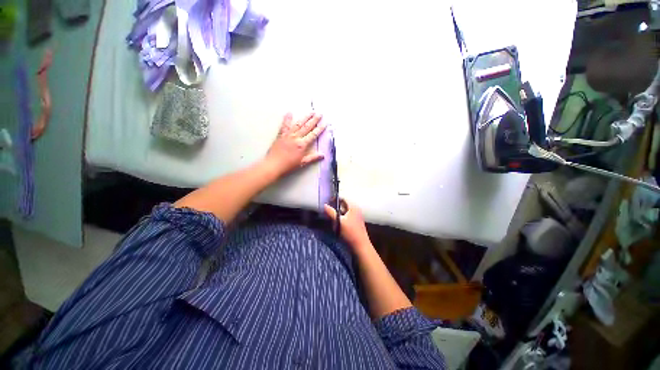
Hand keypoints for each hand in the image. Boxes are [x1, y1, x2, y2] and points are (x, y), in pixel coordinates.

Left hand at [265, 113, 325, 176]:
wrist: (274, 165)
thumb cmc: (289, 165)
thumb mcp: (302, 163)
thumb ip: (313, 158)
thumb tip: (322, 155)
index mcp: (302, 144)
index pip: (313, 135)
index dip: (320, 129)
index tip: (324, 124)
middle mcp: (296, 137)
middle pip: (307, 127)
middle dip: (314, 120)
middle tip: (319, 114)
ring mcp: (288, 135)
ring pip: (298, 124)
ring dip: (305, 117)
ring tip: (310, 112)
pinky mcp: (281, 135)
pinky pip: (285, 125)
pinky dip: (287, 119)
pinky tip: (289, 113)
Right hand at [324, 199, 371, 250]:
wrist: (360, 246)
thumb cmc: (350, 232)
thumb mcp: (339, 221)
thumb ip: (331, 212)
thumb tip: (324, 205)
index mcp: (353, 207)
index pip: (343, 198)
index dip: (335, 199)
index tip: (327, 202)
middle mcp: (356, 210)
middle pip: (344, 205)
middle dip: (335, 207)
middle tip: (327, 210)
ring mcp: (356, 216)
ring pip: (344, 212)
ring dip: (337, 213)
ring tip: (330, 216)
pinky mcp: (355, 223)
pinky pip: (346, 217)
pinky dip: (341, 218)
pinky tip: (336, 223)